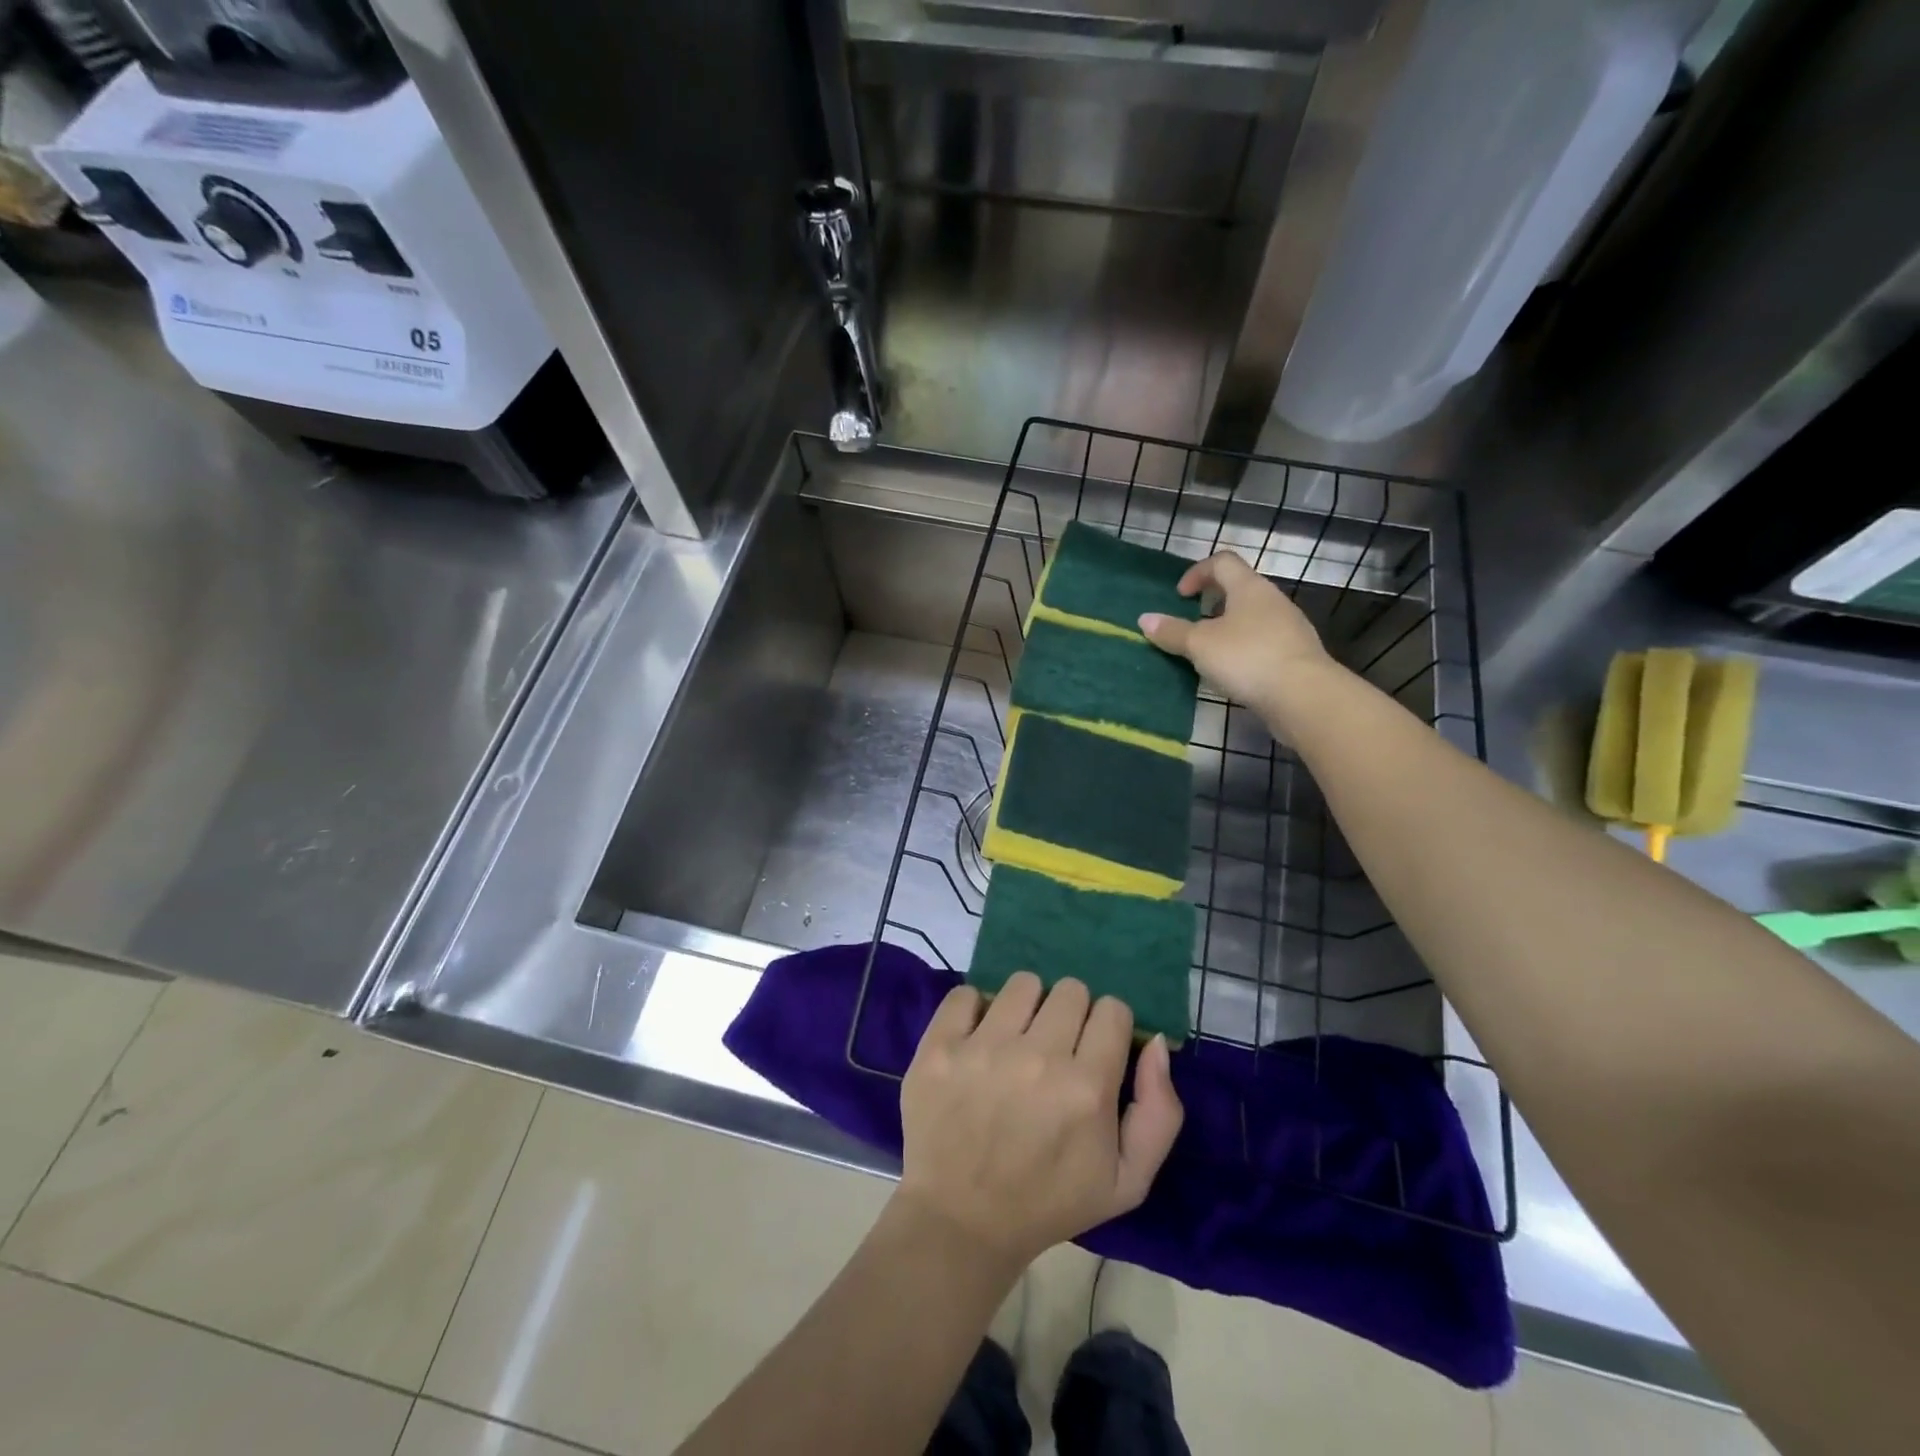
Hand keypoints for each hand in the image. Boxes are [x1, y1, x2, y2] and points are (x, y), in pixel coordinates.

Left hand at [896, 973, 1183, 1270]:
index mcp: (1087, 1088)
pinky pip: (966, 993)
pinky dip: (974, 1010)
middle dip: (1070, 1014)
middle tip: (1054, 1047)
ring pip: (1023, 983)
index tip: (1094, 1049)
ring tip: (1016, 1040)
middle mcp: (1038, 1057)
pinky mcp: (940, 1046)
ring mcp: (983, 1048)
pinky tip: (977, 1039)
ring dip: (1026, 1007)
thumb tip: (1155, 1040)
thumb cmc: (1049, 1202)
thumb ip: (1160, 1111)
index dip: (1108, 1027)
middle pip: (1071, 990)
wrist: (961, 1222)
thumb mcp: (1128, 1181)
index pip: (1113, 1009)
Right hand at [1138, 550, 1340, 733]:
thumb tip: (1145, 619)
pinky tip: (1233, 674)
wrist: (1304, 696)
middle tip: (1191, 624)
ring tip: (1208, 653)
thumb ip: (1172, 632)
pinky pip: (1263, 643)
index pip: (1222, 562)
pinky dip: (1244, 650)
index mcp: (1249, 588)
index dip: (1197, 572)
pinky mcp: (1295, 655)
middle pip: (1240, 589)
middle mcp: (1272, 601)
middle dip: (1212, 603)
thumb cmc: (1247, 658)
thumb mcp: (1200, 645)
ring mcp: (1289, 628)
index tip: (1181, 596)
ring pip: (1252, 618)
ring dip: (1228, 629)